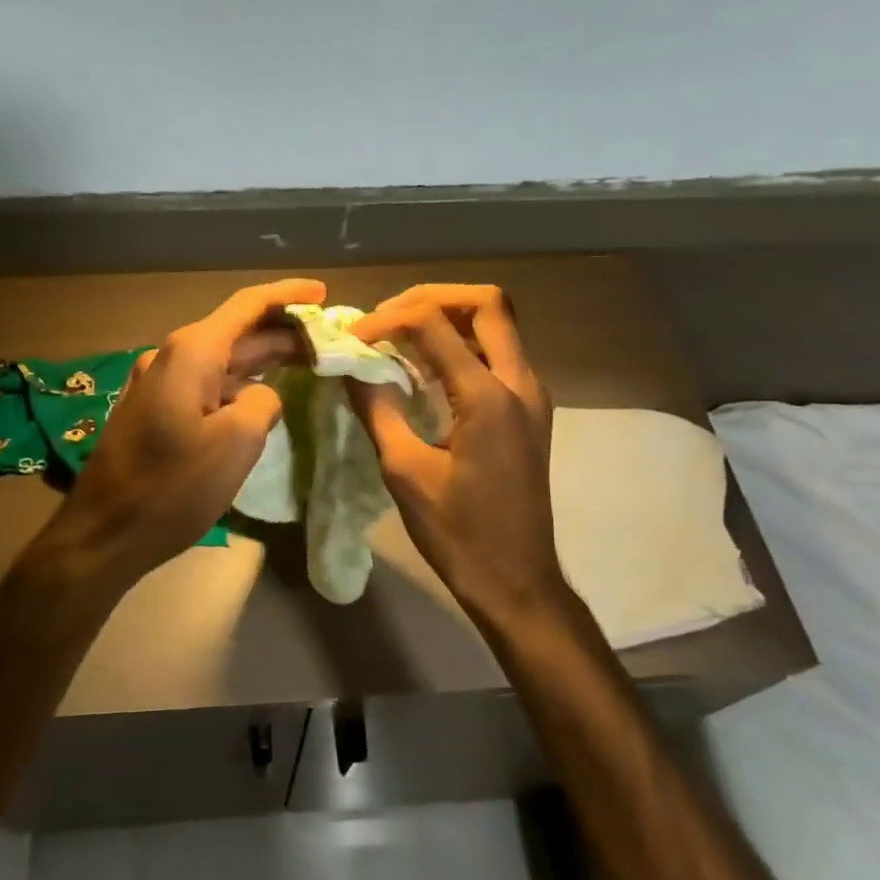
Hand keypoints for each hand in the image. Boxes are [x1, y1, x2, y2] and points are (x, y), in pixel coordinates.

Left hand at [36, 279, 326, 585]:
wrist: (103, 533)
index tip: (323, 291)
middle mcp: (170, 356)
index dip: (288, 295)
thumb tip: (261, 394)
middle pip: (236, 332)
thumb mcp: (237, 443)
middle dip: (281, 333)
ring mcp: (157, 383)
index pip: (247, 306)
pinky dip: (237, 383)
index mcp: (191, 352)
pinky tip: (260, 394)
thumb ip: (263, 402)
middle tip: (327, 339)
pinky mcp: (153, 410)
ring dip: (261, 360)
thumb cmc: (173, 487)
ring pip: (220, 360)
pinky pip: (204, 383)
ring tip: (305, 362)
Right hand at [348, 285, 564, 625]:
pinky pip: (499, 352)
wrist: (517, 581)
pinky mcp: (529, 410)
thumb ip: (376, 409)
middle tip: (387, 317)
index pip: (433, 324)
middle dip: (431, 297)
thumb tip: (348, 366)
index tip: (352, 339)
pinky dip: (462, 343)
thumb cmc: (459, 533)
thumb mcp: (405, 472)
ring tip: (401, 335)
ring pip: (497, 324)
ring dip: (449, 317)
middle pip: (485, 303)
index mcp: (488, 397)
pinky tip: (426, 367)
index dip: (386, 320)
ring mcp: (531, 395)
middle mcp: (520, 383)